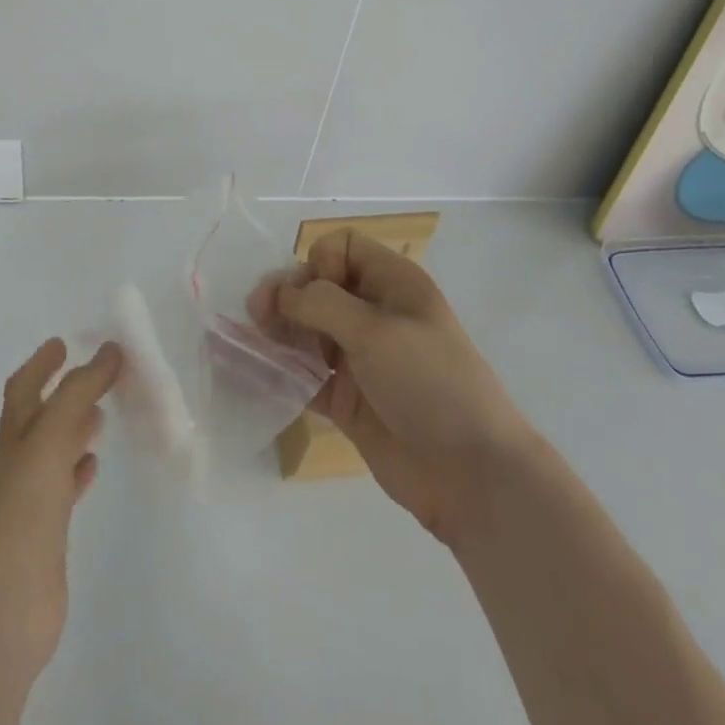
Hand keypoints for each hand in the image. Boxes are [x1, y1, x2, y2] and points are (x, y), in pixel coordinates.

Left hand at [0, 339, 121, 690]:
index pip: (24, 386)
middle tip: (97, 375)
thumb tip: (110, 350)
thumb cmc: (25, 507)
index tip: (62, 343)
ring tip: (102, 415)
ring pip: (55, 450)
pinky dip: (78, 469)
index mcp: (15, 434)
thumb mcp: (52, 435)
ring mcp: (31, 498)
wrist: (7, 601)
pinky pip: (64, 487)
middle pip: (41, 416)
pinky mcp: (47, 531)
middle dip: (64, 392)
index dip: (41, 363)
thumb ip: (80, 390)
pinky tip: (94, 466)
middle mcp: (19, 461)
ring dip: (75, 429)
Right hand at [276, 231, 530, 544]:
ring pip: (309, 331)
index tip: (312, 292)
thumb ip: (321, 304)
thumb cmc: (429, 382)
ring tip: (252, 343)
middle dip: (287, 297)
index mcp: (393, 284)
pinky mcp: (349, 400)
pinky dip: (284, 372)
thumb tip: (280, 293)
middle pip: (318, 289)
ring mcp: (361, 359)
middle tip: (257, 315)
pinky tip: (257, 373)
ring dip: (280, 333)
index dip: (319, 263)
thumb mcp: (376, 330)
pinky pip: (308, 375)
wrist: (473, 475)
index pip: (342, 249)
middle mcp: (375, 314)